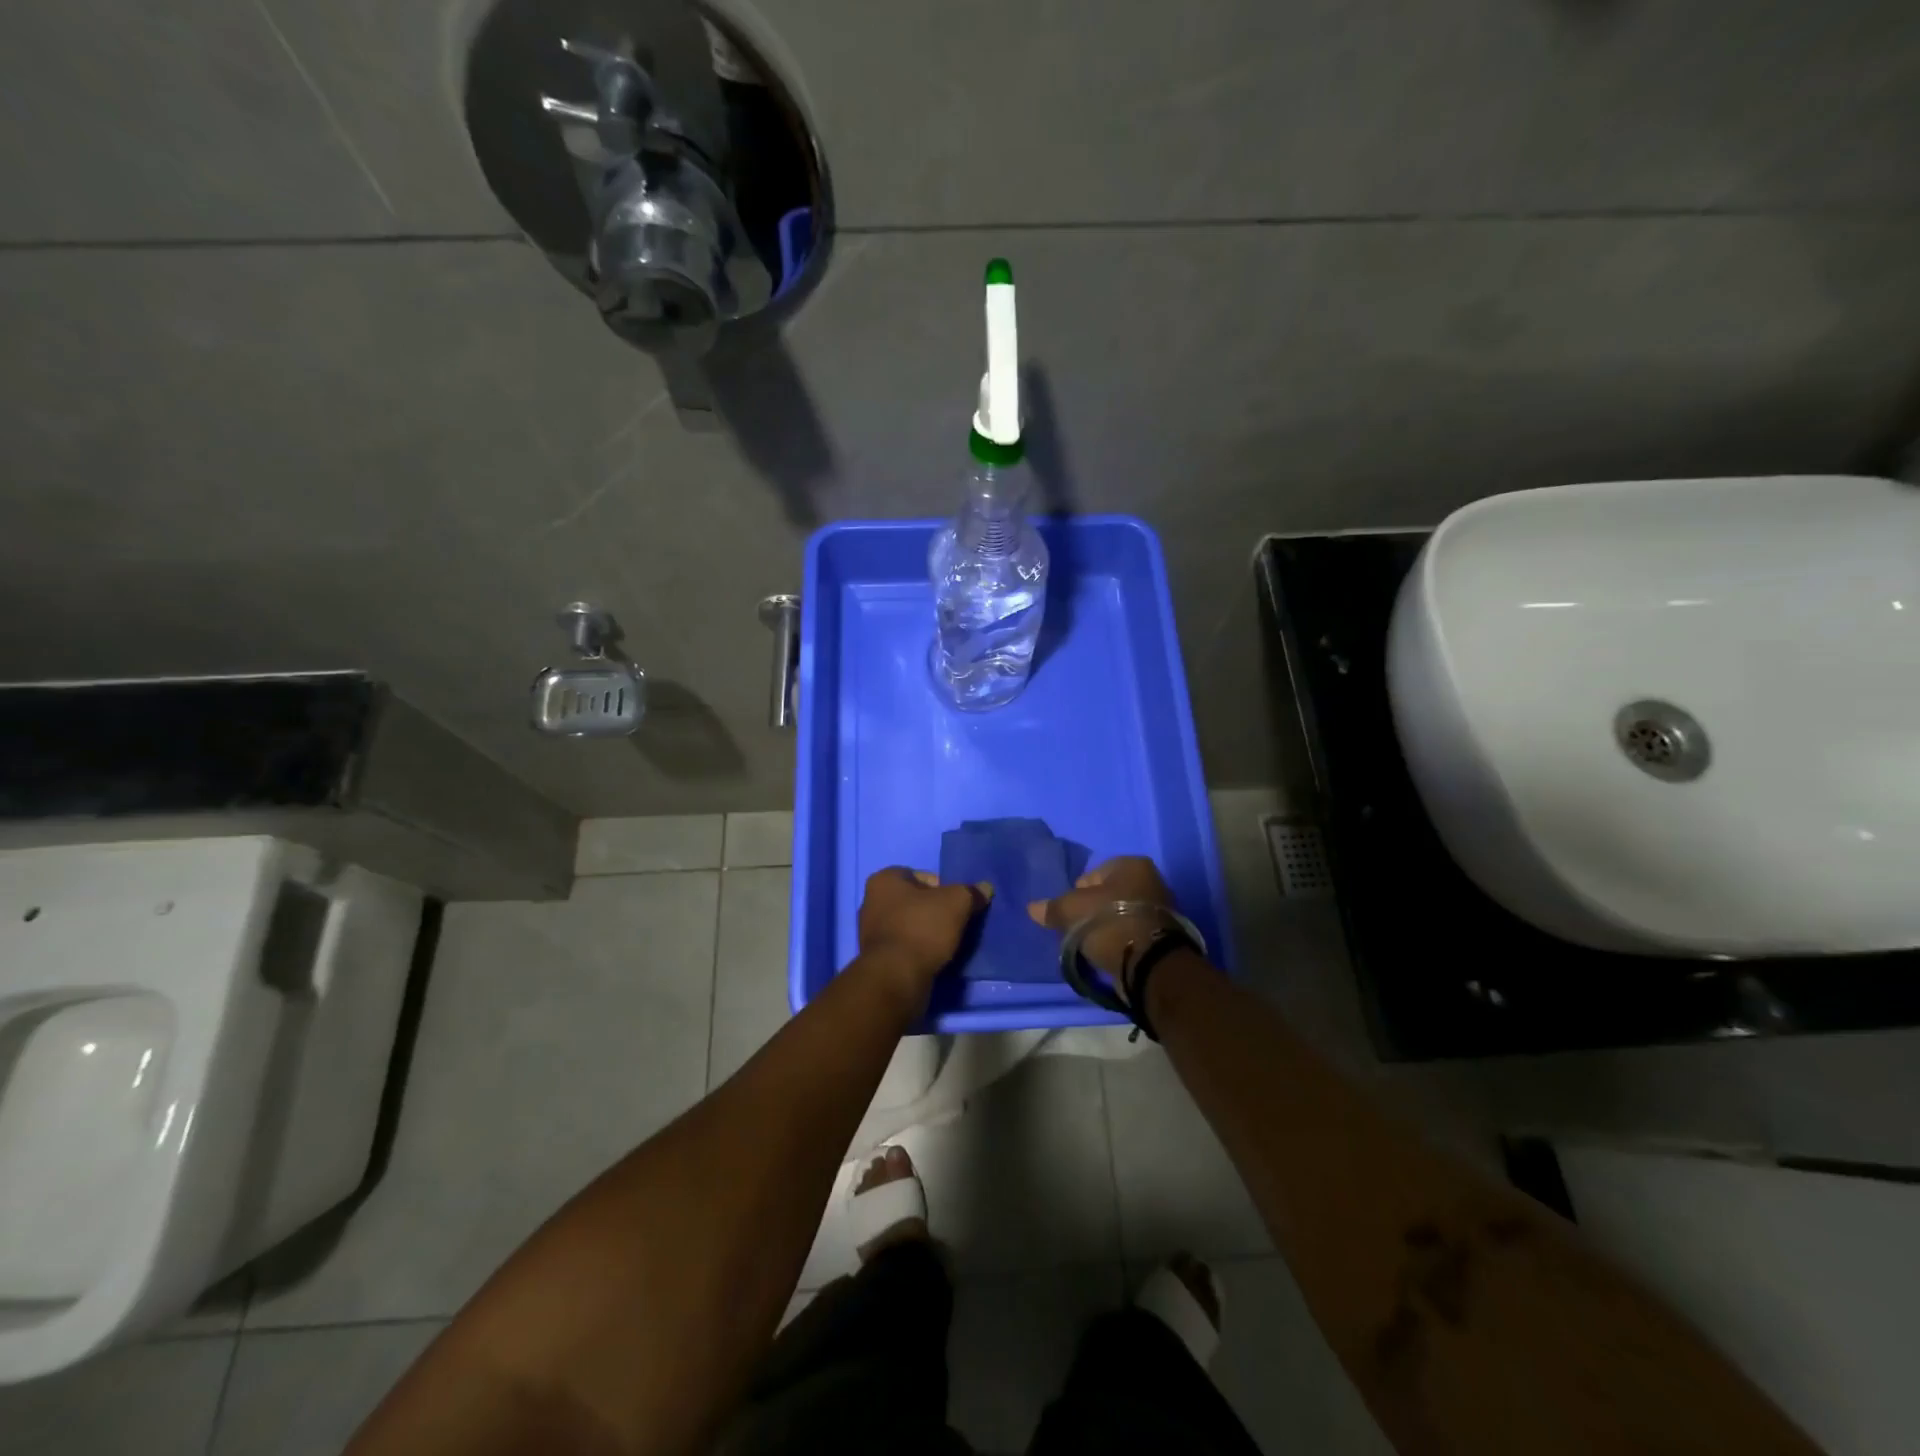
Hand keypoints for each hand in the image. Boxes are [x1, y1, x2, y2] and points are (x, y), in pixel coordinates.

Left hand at [856, 867, 989, 1007]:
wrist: (896, 977)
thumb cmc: (922, 928)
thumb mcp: (956, 903)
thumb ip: (971, 892)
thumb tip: (985, 888)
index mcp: (884, 880)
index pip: (922, 876)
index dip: (944, 888)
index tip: (958, 905)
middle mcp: (871, 901)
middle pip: (915, 901)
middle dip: (935, 911)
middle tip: (956, 924)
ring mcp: (870, 931)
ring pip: (909, 925)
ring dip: (927, 932)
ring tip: (948, 944)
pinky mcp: (876, 958)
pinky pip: (904, 946)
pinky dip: (918, 950)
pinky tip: (933, 959)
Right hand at [1027, 855, 1177, 987]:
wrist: (1150, 963)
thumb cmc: (1109, 923)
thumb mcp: (1072, 912)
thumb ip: (1053, 908)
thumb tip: (1032, 908)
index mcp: (1132, 864)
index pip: (1091, 875)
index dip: (1076, 895)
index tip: (1071, 914)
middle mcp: (1152, 879)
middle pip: (1108, 894)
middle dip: (1093, 910)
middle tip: (1080, 930)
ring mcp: (1162, 907)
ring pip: (1121, 914)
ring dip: (1107, 927)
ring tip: (1094, 945)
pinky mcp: (1165, 934)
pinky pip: (1132, 931)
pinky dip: (1121, 939)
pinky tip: (1110, 952)